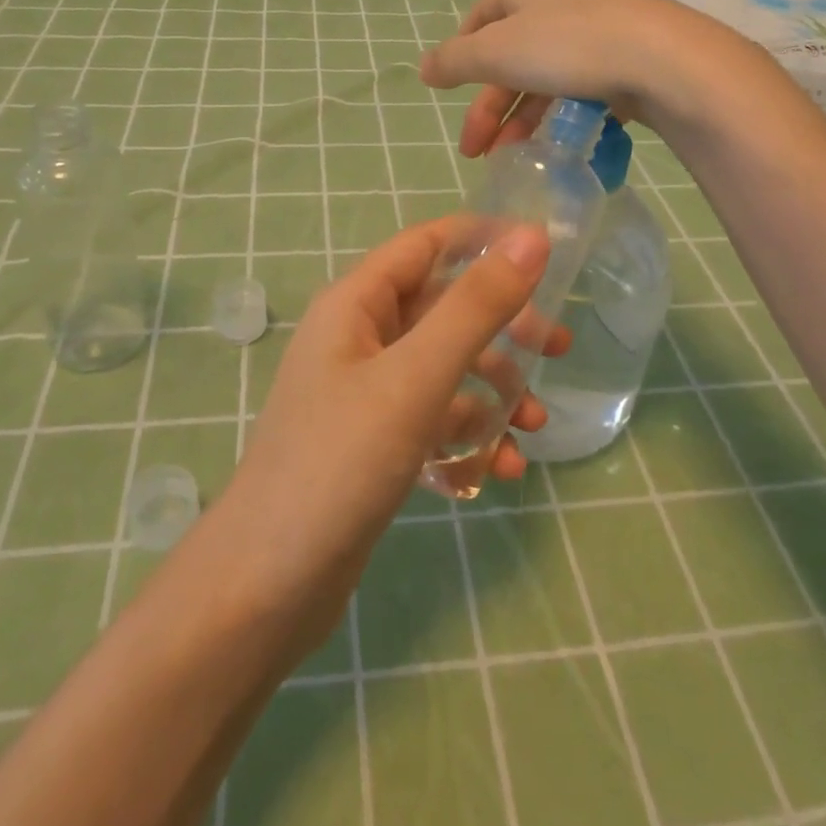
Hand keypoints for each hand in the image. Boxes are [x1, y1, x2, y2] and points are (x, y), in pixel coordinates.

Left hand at [206, 217, 563, 655]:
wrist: (267, 587)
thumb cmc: (339, 463)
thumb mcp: (416, 378)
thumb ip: (475, 307)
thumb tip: (530, 239)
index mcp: (356, 304)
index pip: (426, 244)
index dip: (483, 239)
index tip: (546, 254)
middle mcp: (358, 338)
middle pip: (442, 308)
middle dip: (502, 325)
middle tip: (559, 348)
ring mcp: (364, 392)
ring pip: (444, 367)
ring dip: (493, 389)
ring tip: (535, 426)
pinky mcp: (373, 442)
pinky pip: (433, 418)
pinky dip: (469, 433)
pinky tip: (500, 469)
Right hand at [417, 0, 748, 156]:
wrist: (663, 60)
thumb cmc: (567, 46)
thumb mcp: (496, 53)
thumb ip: (454, 61)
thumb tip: (424, 68)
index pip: (480, 17)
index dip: (461, 53)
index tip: (451, 90)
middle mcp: (558, 5)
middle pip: (510, 57)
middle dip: (489, 107)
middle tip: (475, 151)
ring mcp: (596, 33)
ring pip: (545, 79)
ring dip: (522, 120)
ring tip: (511, 160)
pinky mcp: (625, 62)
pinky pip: (581, 91)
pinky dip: (561, 118)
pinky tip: (557, 146)